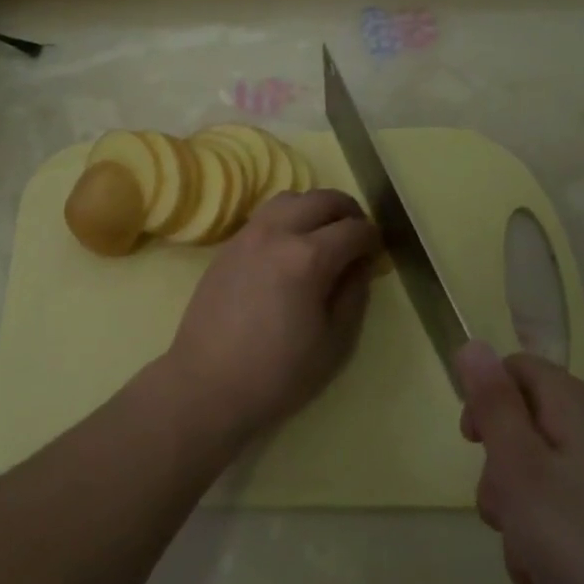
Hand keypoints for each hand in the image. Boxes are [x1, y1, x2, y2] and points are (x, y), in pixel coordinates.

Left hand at [158, 189, 378, 443]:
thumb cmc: (278, 374)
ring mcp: (247, 235)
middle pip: (321, 199)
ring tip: (324, 235)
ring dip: (314, 208)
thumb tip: (361, 263)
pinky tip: (290, 247)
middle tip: (357, 237)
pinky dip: (287, 218)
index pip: (353, 229)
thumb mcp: (335, 342)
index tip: (376, 253)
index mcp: (308, 257)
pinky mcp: (228, 246)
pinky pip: (265, 215)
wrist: (207, 384)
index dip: (372, 238)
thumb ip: (354, 294)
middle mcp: (276, 233)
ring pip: (289, 199)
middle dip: (347, 212)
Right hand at [457, 342, 583, 583]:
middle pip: (523, 440)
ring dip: (529, 543)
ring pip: (542, 498)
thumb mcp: (522, 469)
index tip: (473, 447)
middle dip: (503, 489)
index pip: (515, 370)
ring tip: (548, 580)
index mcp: (575, 408)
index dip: (484, 400)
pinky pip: (572, 537)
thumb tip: (472, 343)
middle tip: (511, 522)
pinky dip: (562, 570)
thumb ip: (494, 405)